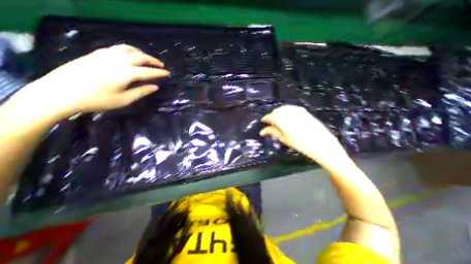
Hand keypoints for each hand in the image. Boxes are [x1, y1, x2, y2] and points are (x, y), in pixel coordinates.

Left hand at [13, 44, 168, 117]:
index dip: (159, 72)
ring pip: (128, 49)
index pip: (148, 71)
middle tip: (161, 65)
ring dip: (141, 53)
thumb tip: (155, 87)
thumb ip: (141, 92)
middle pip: (140, 57)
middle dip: (153, 60)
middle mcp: (117, 61)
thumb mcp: (124, 100)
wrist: (60, 92)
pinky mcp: (96, 54)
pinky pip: (117, 48)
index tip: (167, 73)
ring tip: (147, 58)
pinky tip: (130, 56)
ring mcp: (105, 55)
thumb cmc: (97, 100)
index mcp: (125, 74)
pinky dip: (128, 50)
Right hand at [261, 104, 344, 164]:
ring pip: (284, 108)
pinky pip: (291, 108)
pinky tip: (288, 117)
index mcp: (282, 119)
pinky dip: (287, 111)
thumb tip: (262, 131)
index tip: (263, 122)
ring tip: (278, 120)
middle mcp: (288, 112)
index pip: (270, 116)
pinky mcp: (303, 111)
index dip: (265, 119)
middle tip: (271, 123)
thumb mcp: (284, 138)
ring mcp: (297, 110)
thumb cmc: (300, 143)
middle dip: (272, 116)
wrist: (321, 143)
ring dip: (279, 113)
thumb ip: (272, 132)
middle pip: (276, 111)